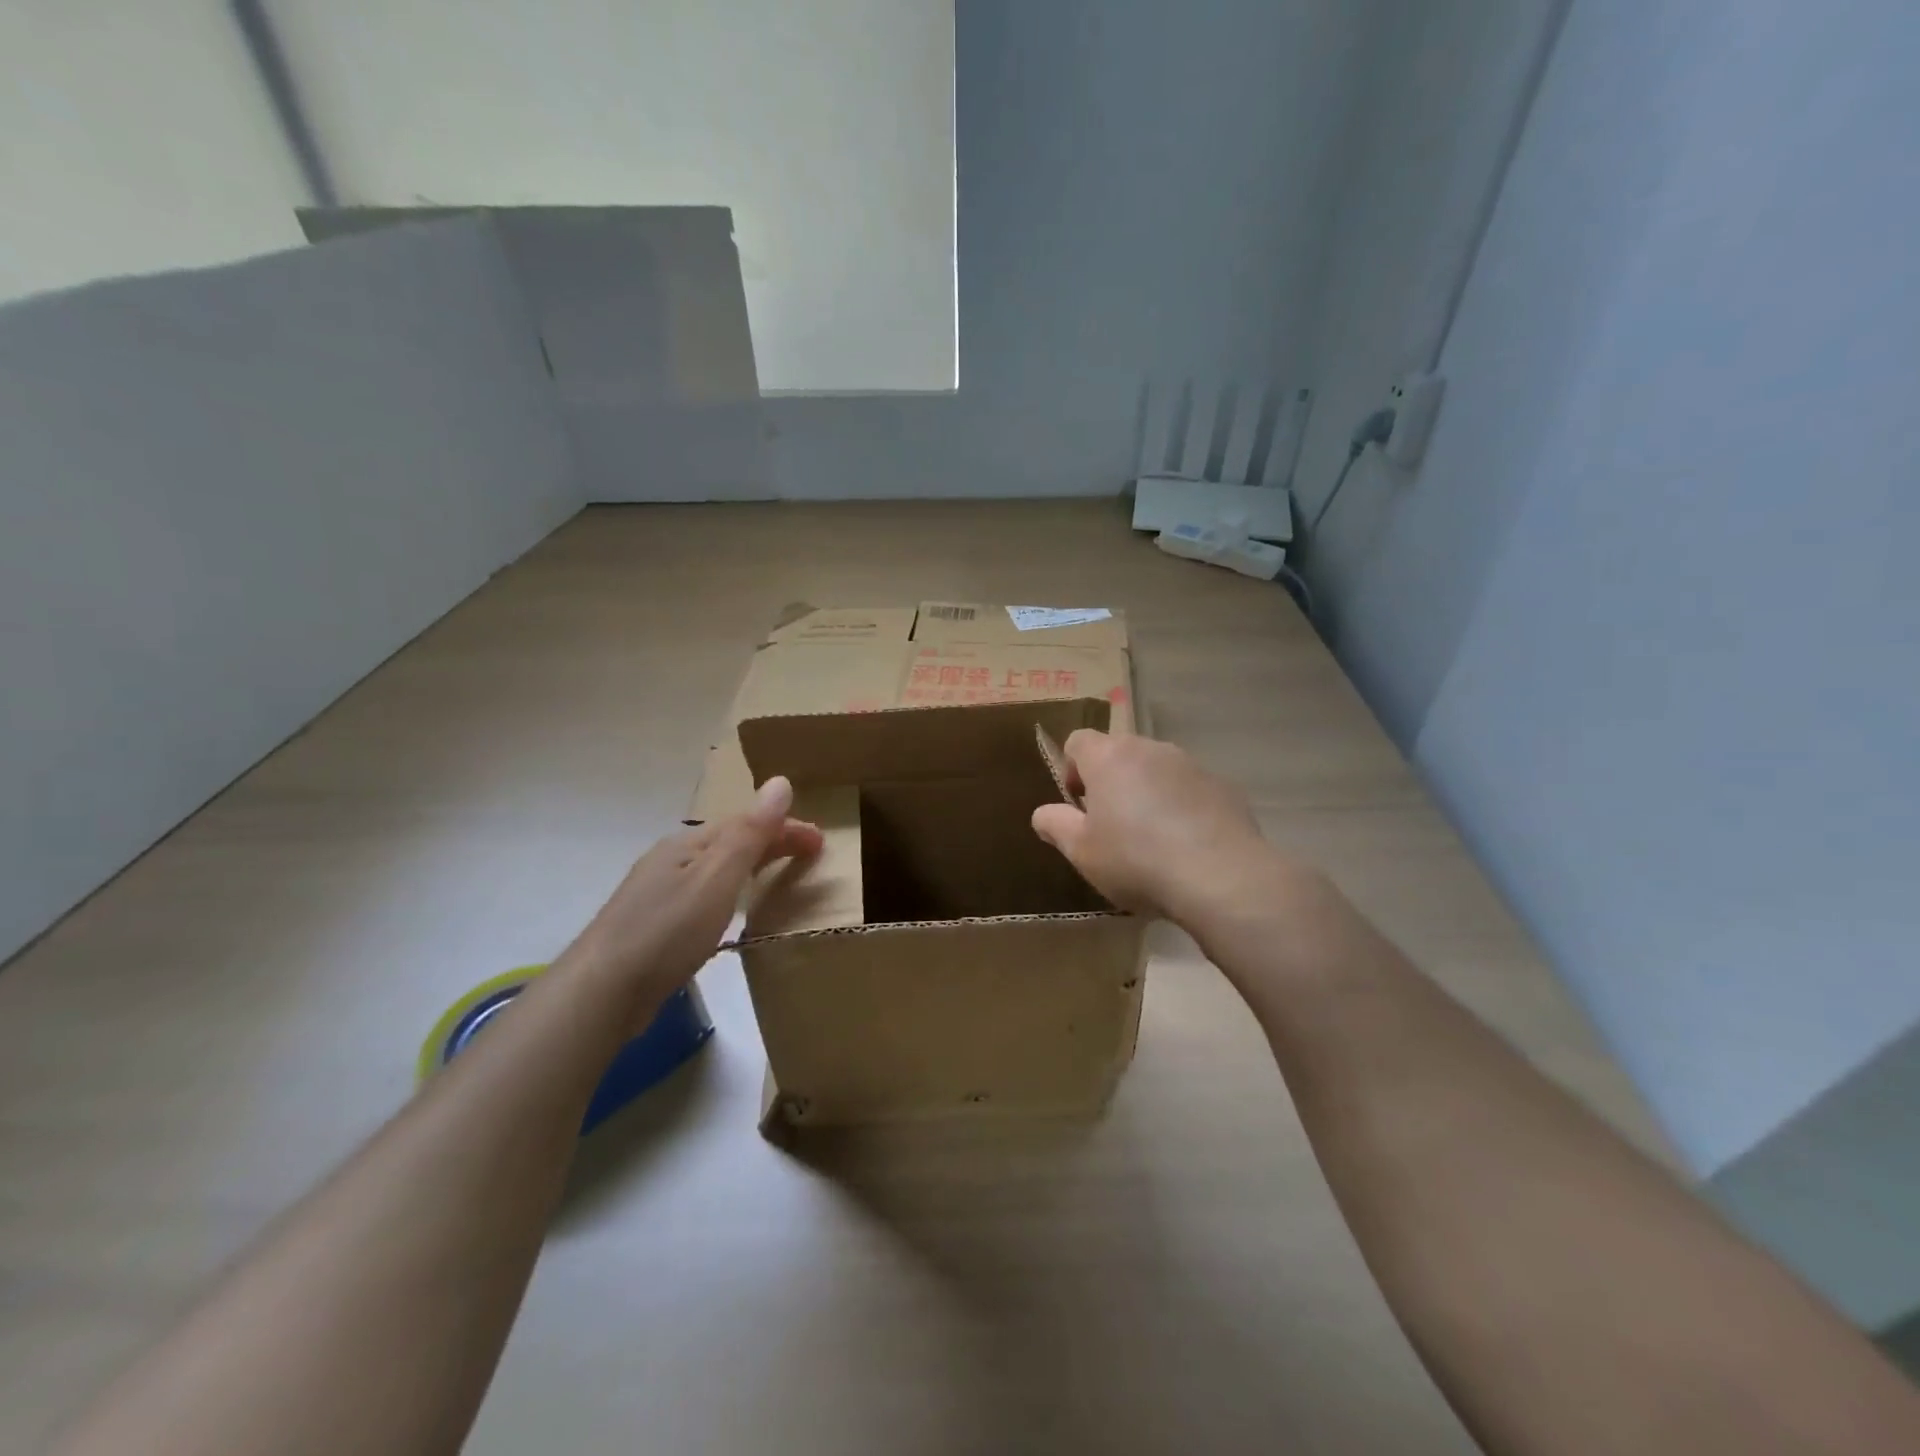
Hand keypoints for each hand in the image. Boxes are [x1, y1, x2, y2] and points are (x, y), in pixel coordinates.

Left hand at [561, 777, 822, 1001]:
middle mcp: (672, 860)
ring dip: (752, 865)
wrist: (601, 992)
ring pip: (717, 868)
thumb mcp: (717, 878)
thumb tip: (780, 782)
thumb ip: (750, 833)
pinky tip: (731, 912)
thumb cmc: (666, 931)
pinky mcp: (653, 924)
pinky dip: (731, 892)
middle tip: (810, 856)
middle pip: (731, 841)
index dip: (787, 828)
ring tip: (778, 877)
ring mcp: (658, 892)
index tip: (821, 843)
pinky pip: (705, 894)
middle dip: (772, 842)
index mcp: (689, 843)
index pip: (748, 823)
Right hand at [1030, 731, 1279, 923]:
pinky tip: (1185, 845)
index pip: (1078, 741)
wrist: (1220, 877)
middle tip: (1110, 825)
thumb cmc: (1136, 860)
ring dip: (1146, 792)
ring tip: (1151, 838)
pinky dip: (1181, 807)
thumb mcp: (1081, 852)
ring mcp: (1190, 764)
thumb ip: (1056, 826)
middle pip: (1119, 753)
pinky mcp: (1222, 786)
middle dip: (1110, 781)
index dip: (1071, 769)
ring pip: (1156, 770)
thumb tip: (1043, 813)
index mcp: (1109, 757)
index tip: (1078, 805)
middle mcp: (1149, 749)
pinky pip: (1189, 789)